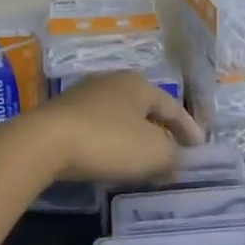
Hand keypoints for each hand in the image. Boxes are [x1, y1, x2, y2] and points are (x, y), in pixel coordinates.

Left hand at [20, 71, 203, 184]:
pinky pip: (99, 128)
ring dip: (135, 140)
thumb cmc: (108, 141)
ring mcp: (85, 95)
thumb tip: (178, 158)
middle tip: (173, 157)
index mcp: (139, 84)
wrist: (44, 142)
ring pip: (121, 119)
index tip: (200, 151)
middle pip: (146, 110)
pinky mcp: (63, 113)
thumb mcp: (153, 153)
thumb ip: (173, 155)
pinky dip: (112, 143)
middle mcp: (113, 81)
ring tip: (143, 163)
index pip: (173, 107)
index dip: (189, 130)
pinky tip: (111, 160)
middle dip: (161, 134)